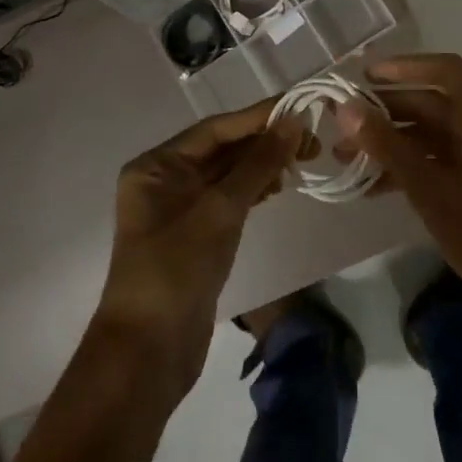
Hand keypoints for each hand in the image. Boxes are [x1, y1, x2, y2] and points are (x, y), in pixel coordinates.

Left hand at [91, 102, 297, 404]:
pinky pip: (229, 200)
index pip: (215, 129)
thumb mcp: (220, 210)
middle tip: (312, 139)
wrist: (149, 354)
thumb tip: (293, 121)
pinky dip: (254, 191)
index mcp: (156, 166)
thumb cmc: (177, 269)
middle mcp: (164, 181)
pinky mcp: (196, 237)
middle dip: (264, 142)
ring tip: (303, 160)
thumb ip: (258, 163)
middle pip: (222, 149)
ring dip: (263, 165)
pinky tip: (280, 187)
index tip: (300, 107)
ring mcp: (179, 210)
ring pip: (228, 175)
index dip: (258, 117)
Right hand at [337, 53, 461, 324]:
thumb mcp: (431, 190)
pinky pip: (451, 158)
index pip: (443, 70)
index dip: (402, 67)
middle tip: (343, 129)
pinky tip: (382, 187)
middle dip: (387, 114)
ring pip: (439, 134)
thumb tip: (346, 108)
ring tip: (351, 163)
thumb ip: (387, 146)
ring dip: (397, 144)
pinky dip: (418, 165)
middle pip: (436, 103)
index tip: (362, 78)